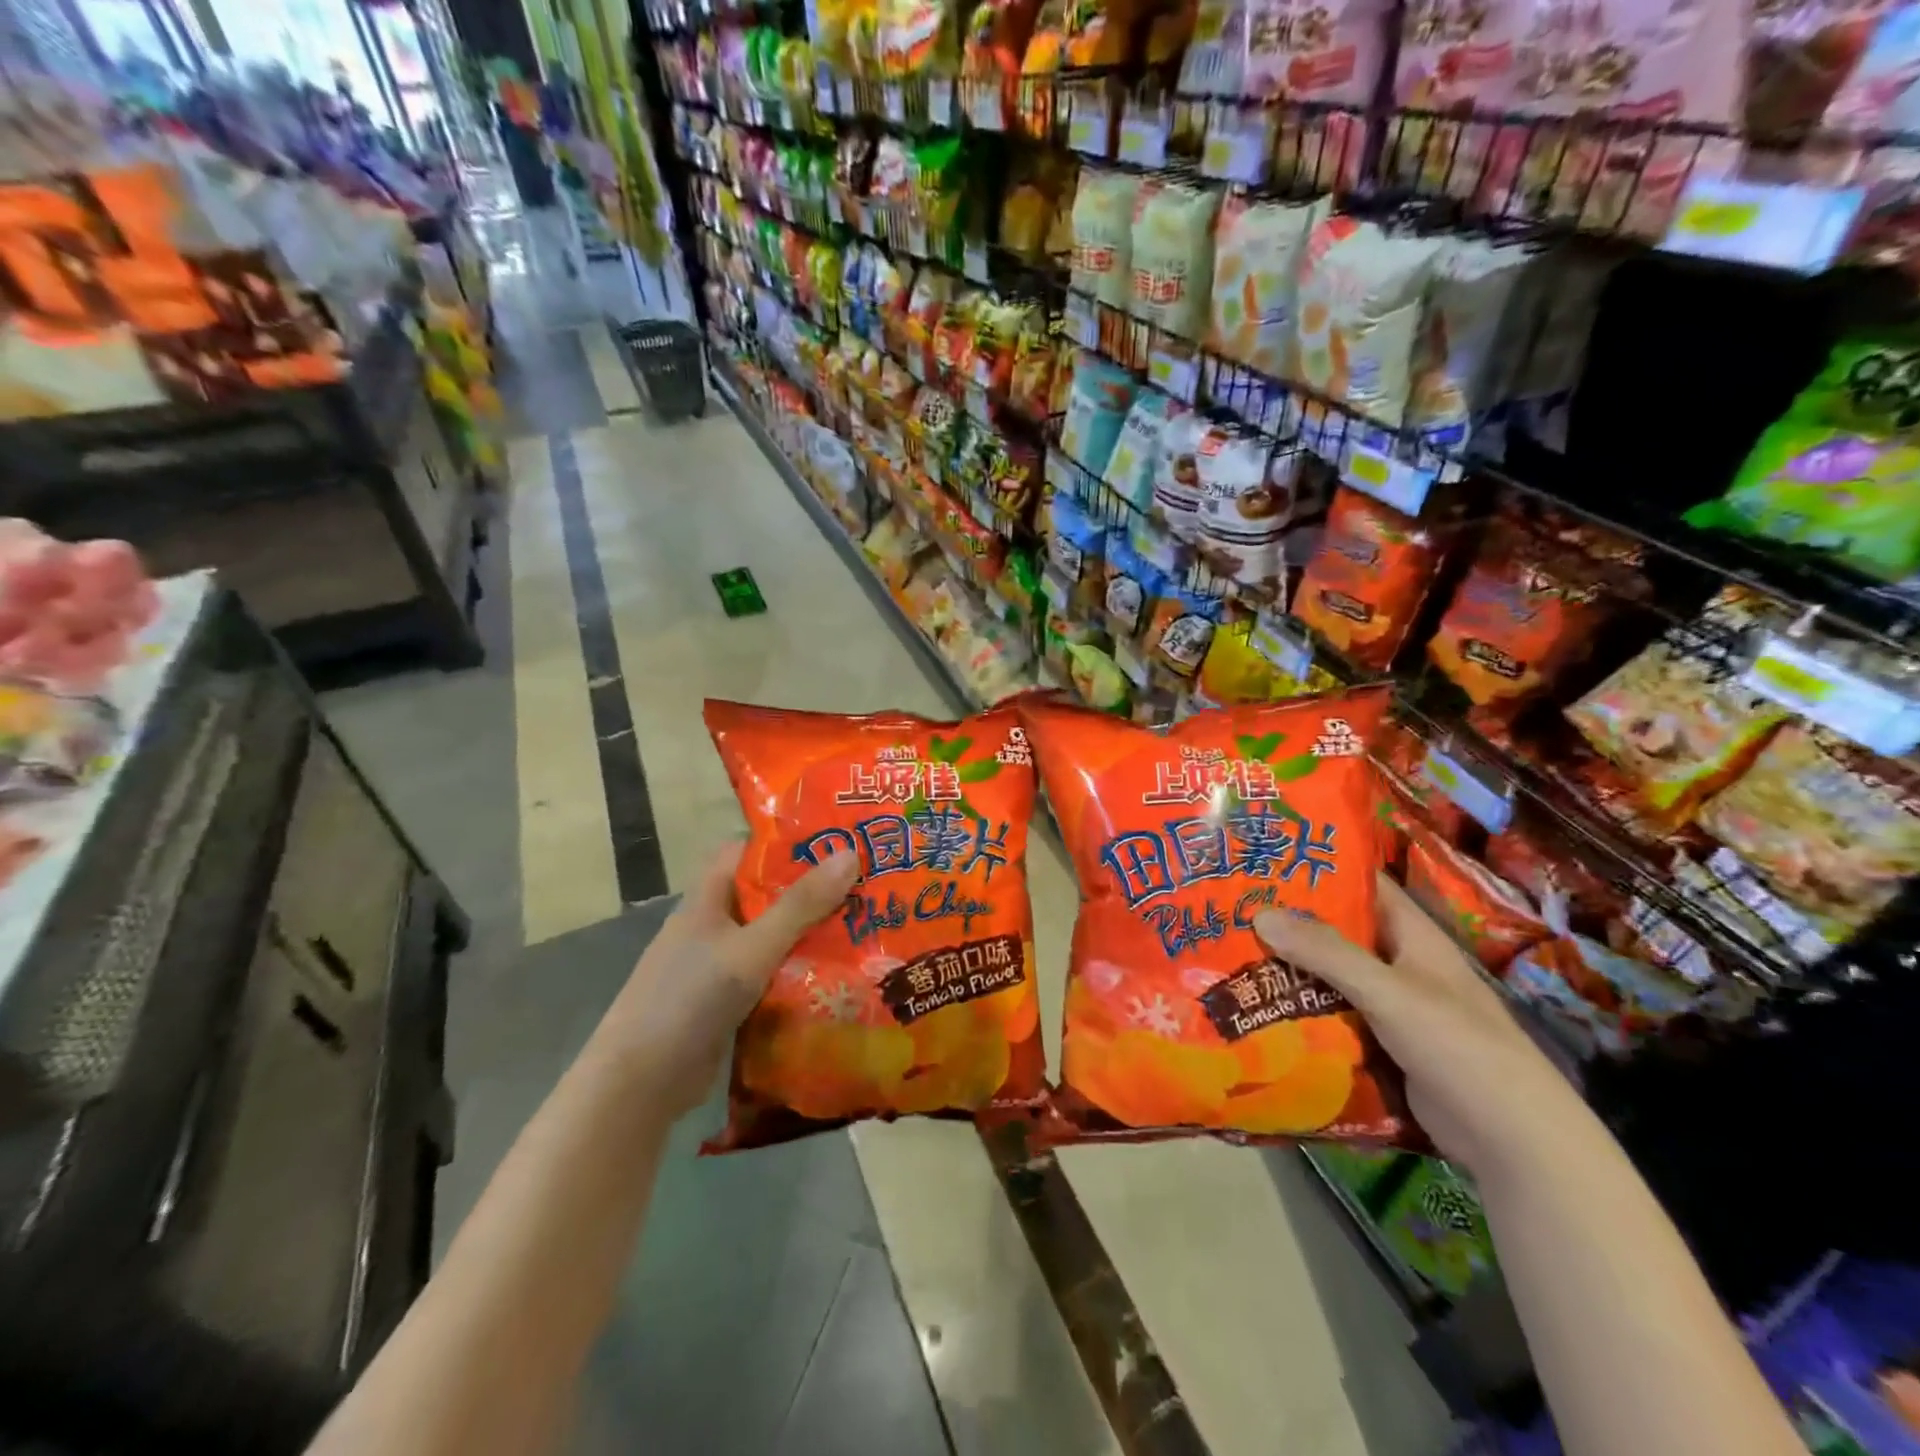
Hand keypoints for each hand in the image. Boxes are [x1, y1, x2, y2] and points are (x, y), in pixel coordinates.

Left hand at [595, 842, 859, 1117]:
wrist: (641, 1084)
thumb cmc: (691, 998)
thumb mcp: (752, 947)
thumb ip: (801, 905)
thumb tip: (851, 852)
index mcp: (709, 898)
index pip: (748, 851)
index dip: (788, 842)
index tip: (837, 840)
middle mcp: (714, 925)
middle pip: (768, 895)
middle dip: (813, 890)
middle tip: (869, 884)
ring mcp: (720, 965)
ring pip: (774, 937)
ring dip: (812, 934)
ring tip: (868, 925)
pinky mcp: (729, 1002)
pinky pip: (772, 975)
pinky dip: (801, 973)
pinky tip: (841, 975)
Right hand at [1255, 875, 1596, 1179]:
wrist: (1512, 1141)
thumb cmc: (1458, 1046)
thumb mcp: (1389, 991)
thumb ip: (1327, 953)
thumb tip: (1260, 914)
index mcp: (1412, 936)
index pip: (1363, 885)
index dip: (1320, 869)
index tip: (1265, 859)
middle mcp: (1399, 965)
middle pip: (1337, 933)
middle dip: (1289, 924)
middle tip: (1230, 912)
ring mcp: (1391, 1008)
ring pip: (1330, 978)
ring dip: (1289, 971)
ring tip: (1229, 956)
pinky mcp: (1381, 1046)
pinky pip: (1333, 1018)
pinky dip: (1301, 1012)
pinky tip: (1259, 1010)